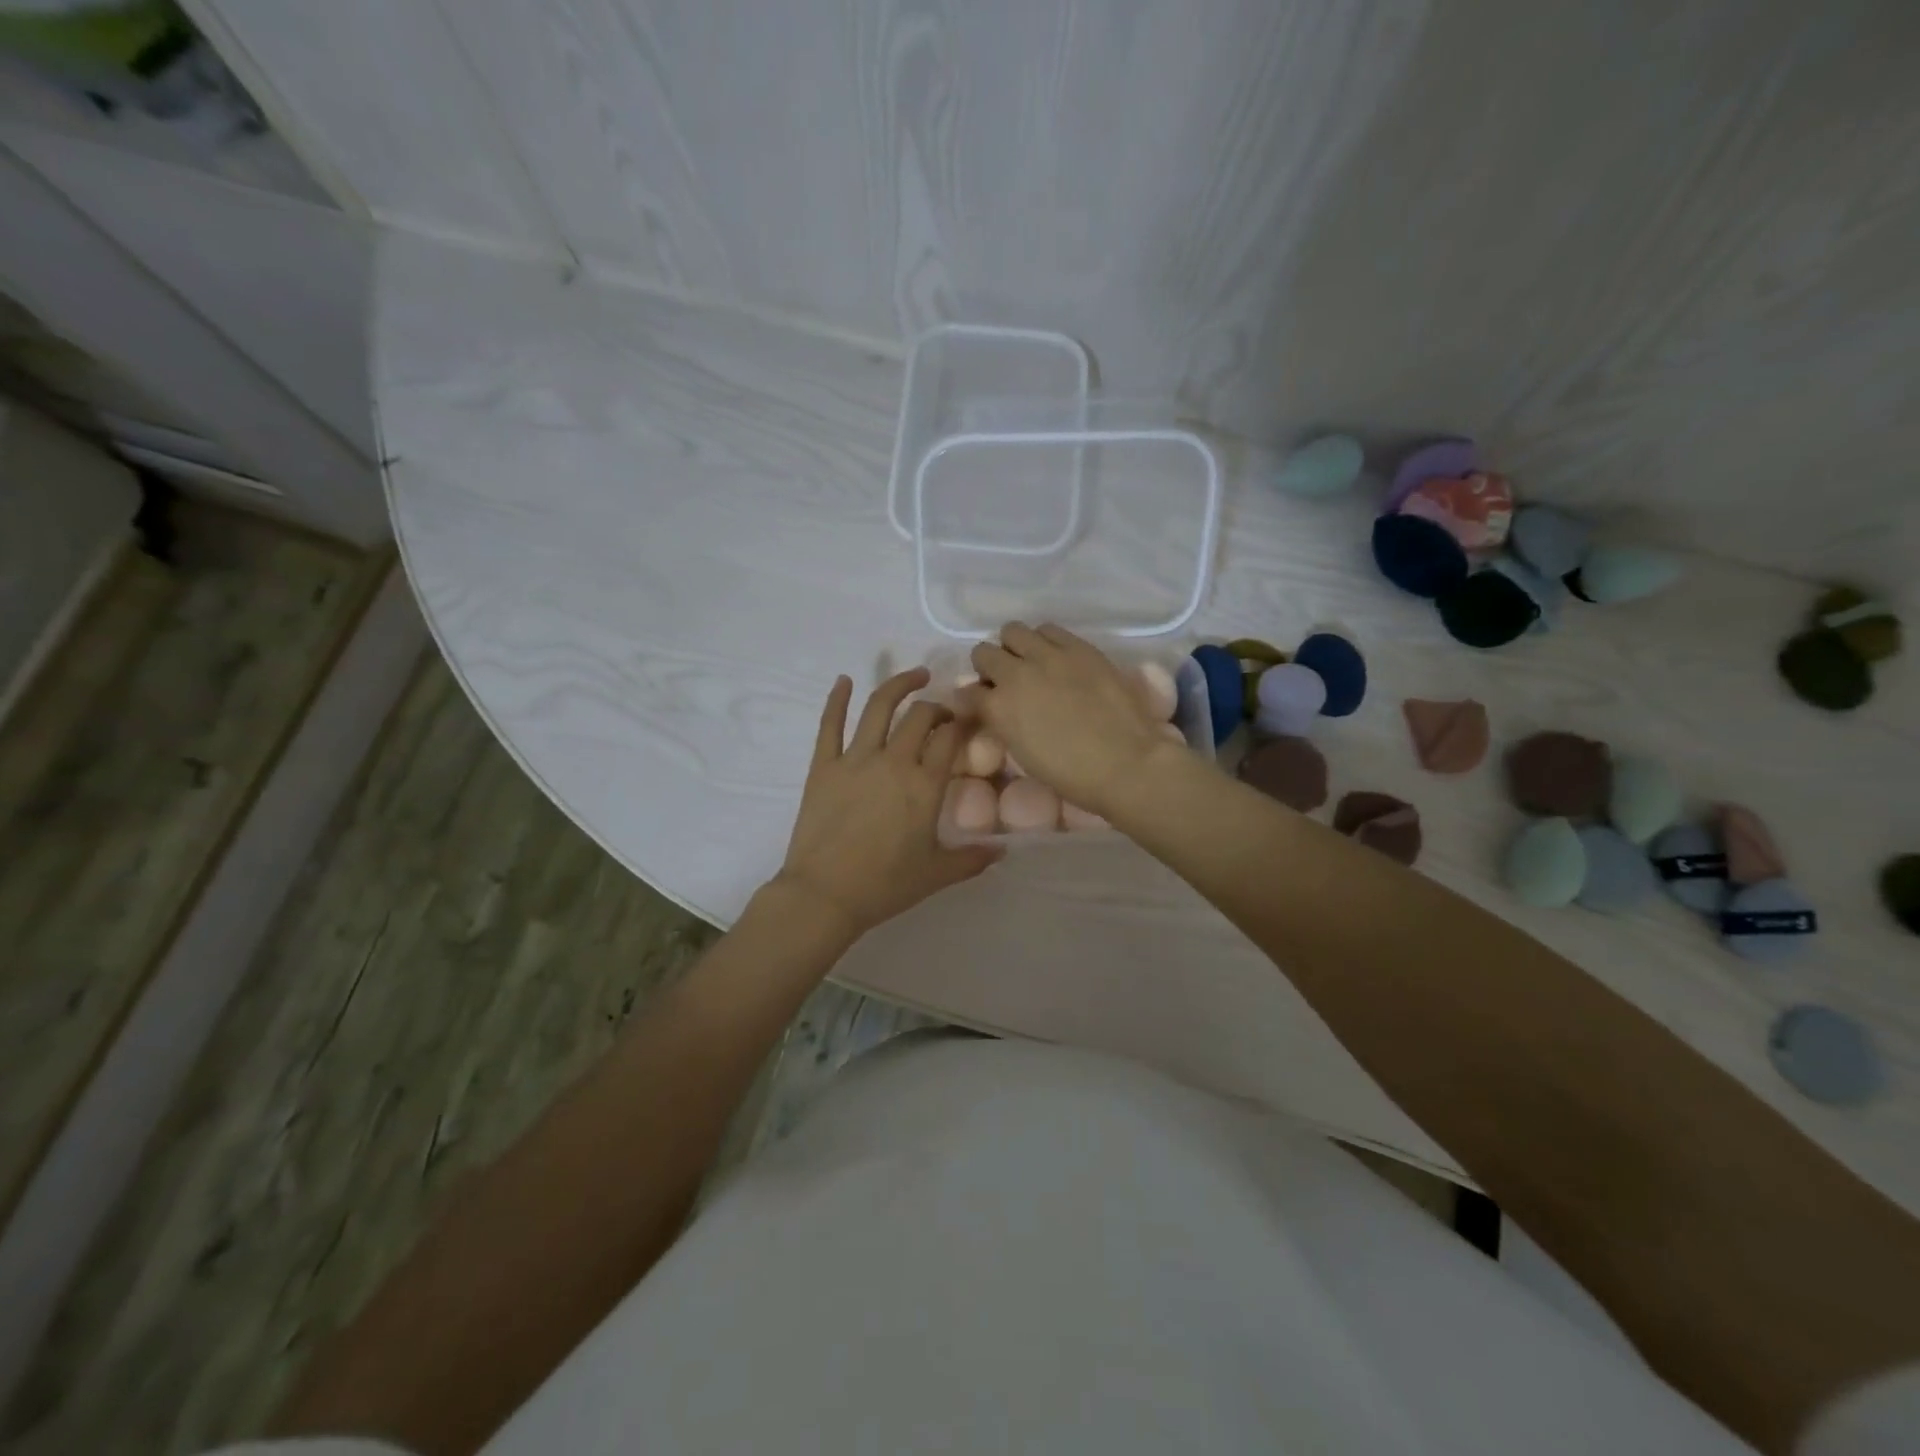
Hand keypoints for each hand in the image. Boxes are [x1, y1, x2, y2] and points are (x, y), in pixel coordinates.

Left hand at [774, 669, 1002, 938]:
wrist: (825, 895)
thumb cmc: (885, 886)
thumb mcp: (937, 874)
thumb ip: (973, 859)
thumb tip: (1003, 851)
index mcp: (925, 785)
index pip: (950, 739)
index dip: (962, 724)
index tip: (968, 721)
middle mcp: (893, 762)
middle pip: (920, 717)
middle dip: (936, 708)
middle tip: (942, 713)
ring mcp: (855, 760)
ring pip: (879, 708)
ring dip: (898, 685)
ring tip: (915, 675)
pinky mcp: (823, 766)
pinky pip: (830, 724)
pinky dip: (837, 699)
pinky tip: (844, 680)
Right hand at [965, 623, 1185, 819]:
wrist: (1126, 763)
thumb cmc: (1072, 775)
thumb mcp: (1024, 754)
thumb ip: (1003, 723)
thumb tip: (994, 707)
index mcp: (999, 708)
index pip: (967, 692)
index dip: (973, 698)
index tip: (982, 704)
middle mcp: (1016, 674)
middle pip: (984, 652)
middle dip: (989, 666)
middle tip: (1004, 680)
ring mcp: (1049, 656)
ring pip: (1014, 631)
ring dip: (1016, 646)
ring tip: (1031, 662)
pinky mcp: (1079, 647)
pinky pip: (1050, 630)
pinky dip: (1045, 641)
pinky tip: (1057, 657)